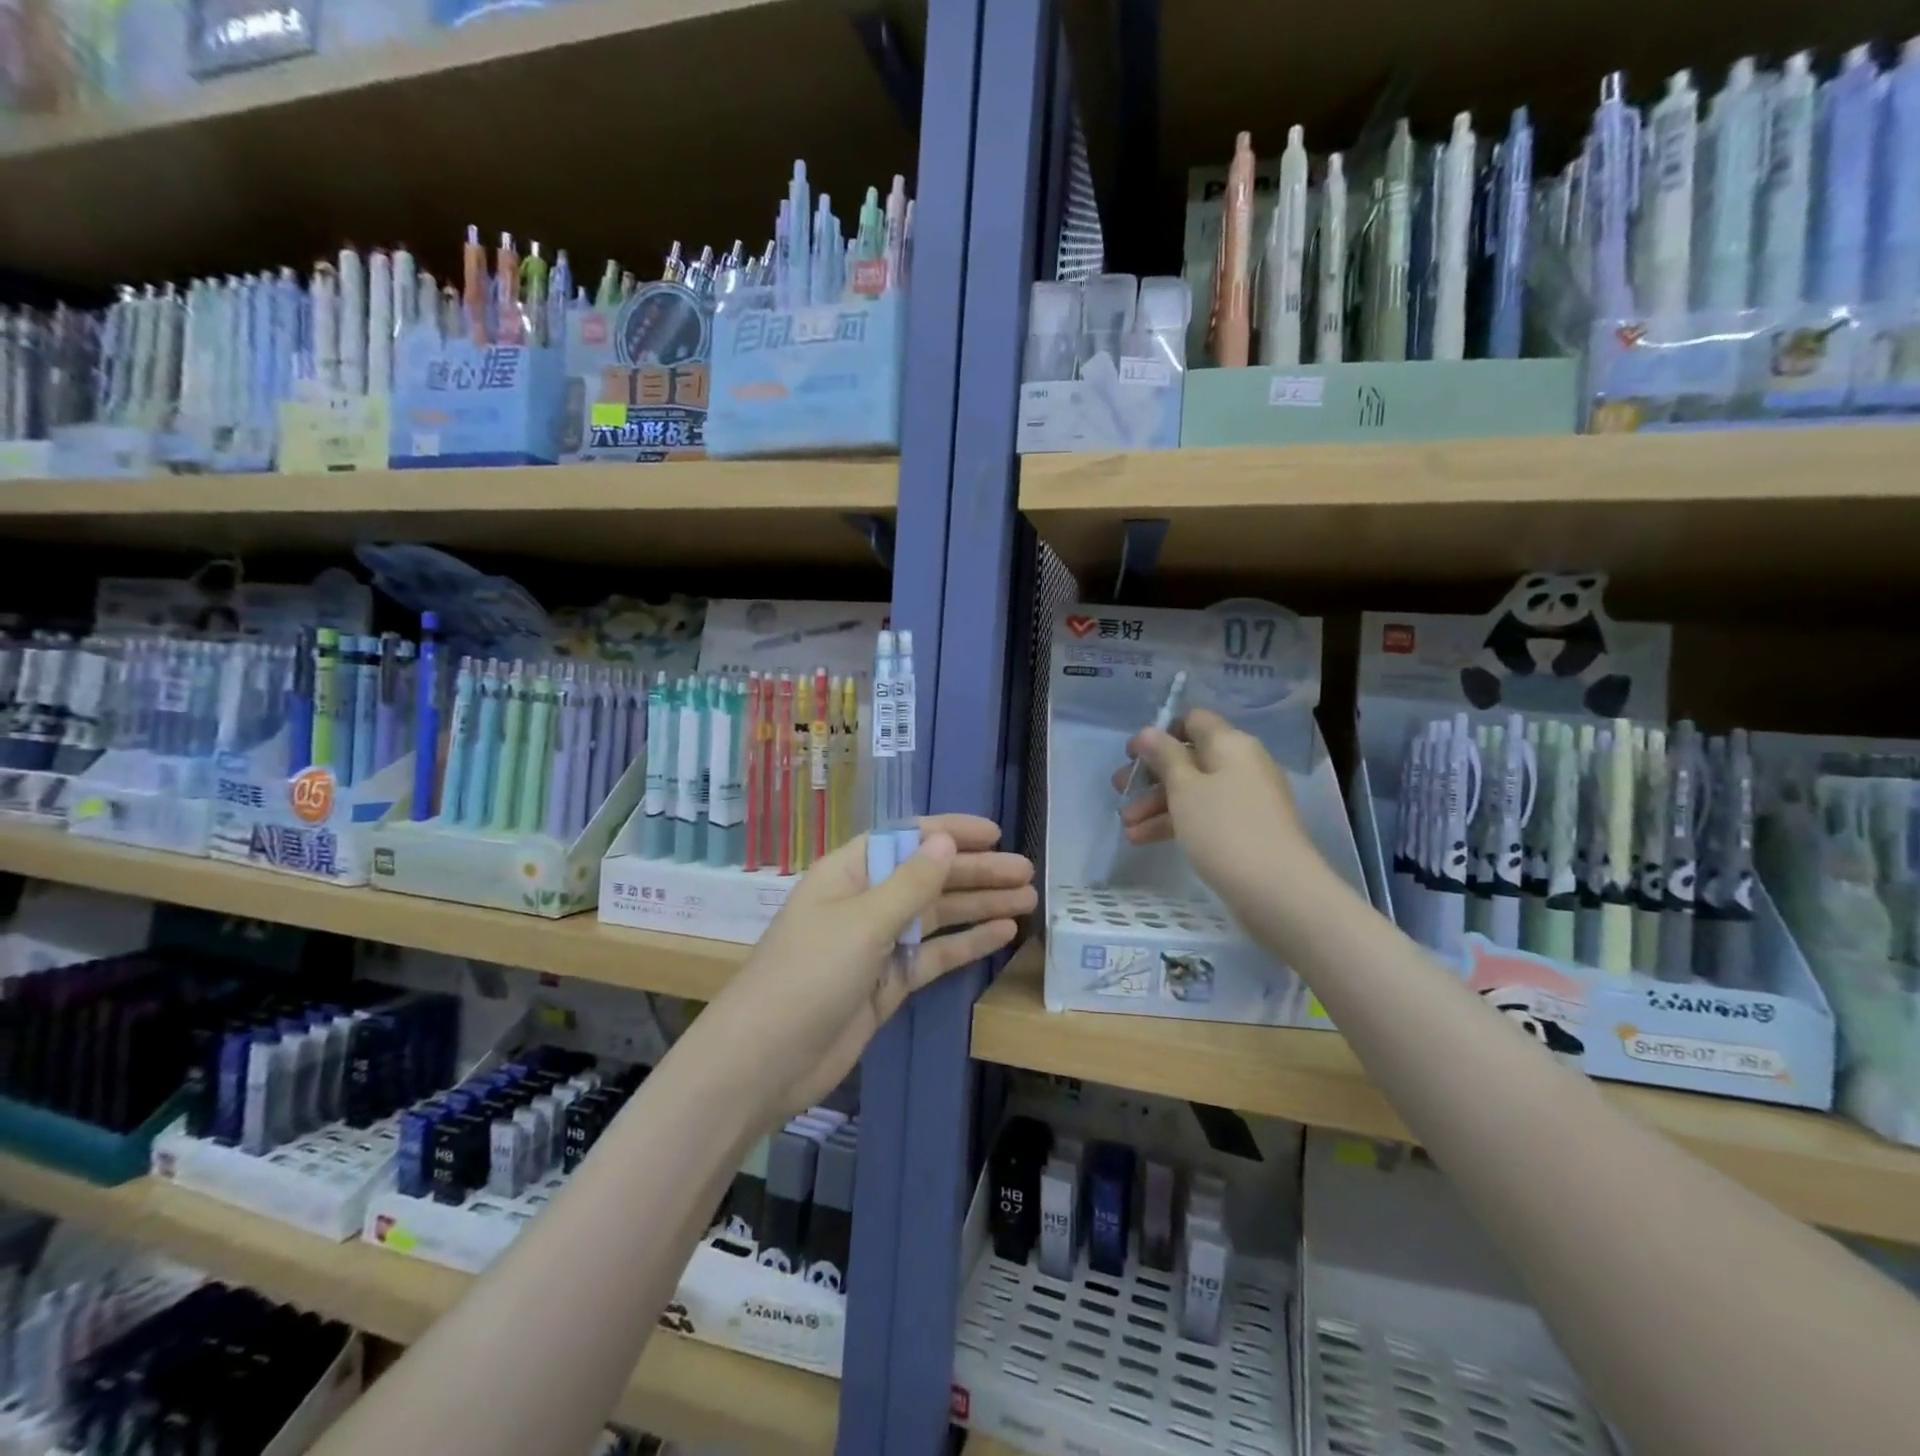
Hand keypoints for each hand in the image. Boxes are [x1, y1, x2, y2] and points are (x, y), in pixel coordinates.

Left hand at [697, 814, 1035, 1118]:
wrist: (765, 1061)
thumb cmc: (809, 975)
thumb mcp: (863, 922)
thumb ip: (910, 883)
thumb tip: (945, 839)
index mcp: (850, 873)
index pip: (906, 839)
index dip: (950, 832)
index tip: (995, 833)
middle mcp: (865, 901)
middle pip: (928, 877)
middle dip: (976, 872)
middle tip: (1026, 871)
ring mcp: (877, 944)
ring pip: (936, 915)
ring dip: (979, 905)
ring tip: (1027, 899)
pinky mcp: (888, 982)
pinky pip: (934, 954)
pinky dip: (966, 943)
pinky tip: (1002, 934)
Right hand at [1114, 707, 1317, 921]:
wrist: (1277, 891)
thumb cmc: (1225, 829)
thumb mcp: (1185, 788)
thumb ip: (1165, 757)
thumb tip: (1150, 731)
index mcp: (1230, 745)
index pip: (1193, 721)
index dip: (1160, 733)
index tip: (1132, 754)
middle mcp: (1241, 765)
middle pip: (1189, 758)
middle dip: (1151, 775)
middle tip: (1119, 790)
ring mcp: (1244, 799)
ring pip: (1193, 791)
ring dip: (1156, 804)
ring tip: (1126, 826)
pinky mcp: (1243, 830)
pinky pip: (1203, 816)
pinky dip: (1175, 823)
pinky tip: (1143, 840)